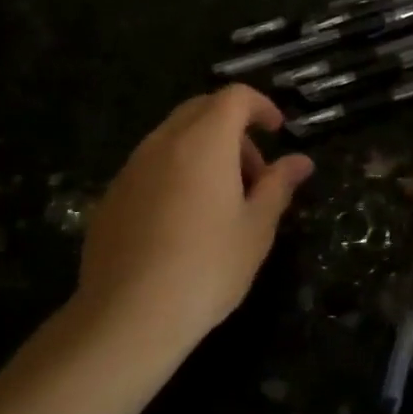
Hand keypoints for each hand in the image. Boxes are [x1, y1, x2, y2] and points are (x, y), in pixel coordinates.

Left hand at [75, 85, 313, 364]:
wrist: (128, 316)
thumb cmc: (207, 268)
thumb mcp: (256, 229)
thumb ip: (278, 186)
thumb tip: (301, 161)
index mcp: (204, 142)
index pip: (234, 97)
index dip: (260, 106)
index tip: (277, 132)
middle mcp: (163, 143)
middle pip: (201, 110)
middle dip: (233, 130)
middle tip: (254, 174)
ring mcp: (131, 168)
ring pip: (173, 138)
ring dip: (203, 152)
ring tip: (221, 203)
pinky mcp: (111, 196)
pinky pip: (150, 166)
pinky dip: (175, 173)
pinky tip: (182, 223)